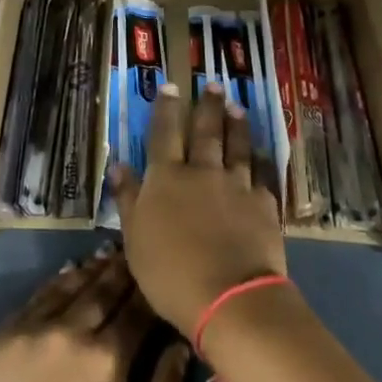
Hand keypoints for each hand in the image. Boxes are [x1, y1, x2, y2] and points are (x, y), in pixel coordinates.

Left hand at [0, 250, 189, 381]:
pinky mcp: (4, 332)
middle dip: (123, 271)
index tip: (161, 279)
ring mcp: (34, 327)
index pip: (138, 311)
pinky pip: (38, 296)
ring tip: (106, 256)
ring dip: (92, 269)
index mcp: (108, 359)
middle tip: (133, 253)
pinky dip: (58, 282)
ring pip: (71, 284)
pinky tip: (68, 275)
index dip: (151, 293)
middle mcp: (72, 330)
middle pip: (104, 289)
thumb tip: (179, 349)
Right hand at [110, 84, 286, 338]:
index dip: (166, 109)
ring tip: (237, 106)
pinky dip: (261, 159)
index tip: (171, 86)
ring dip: (236, 125)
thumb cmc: (170, 272)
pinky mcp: (263, 204)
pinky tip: (262, 152)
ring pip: (236, 146)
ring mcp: (236, 185)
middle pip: (205, 132)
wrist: (229, 297)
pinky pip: (262, 174)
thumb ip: (128, 198)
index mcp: (167, 178)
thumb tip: (119, 164)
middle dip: (207, 106)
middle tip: (214, 84)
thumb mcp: (135, 238)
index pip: (164, 134)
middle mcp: (202, 172)